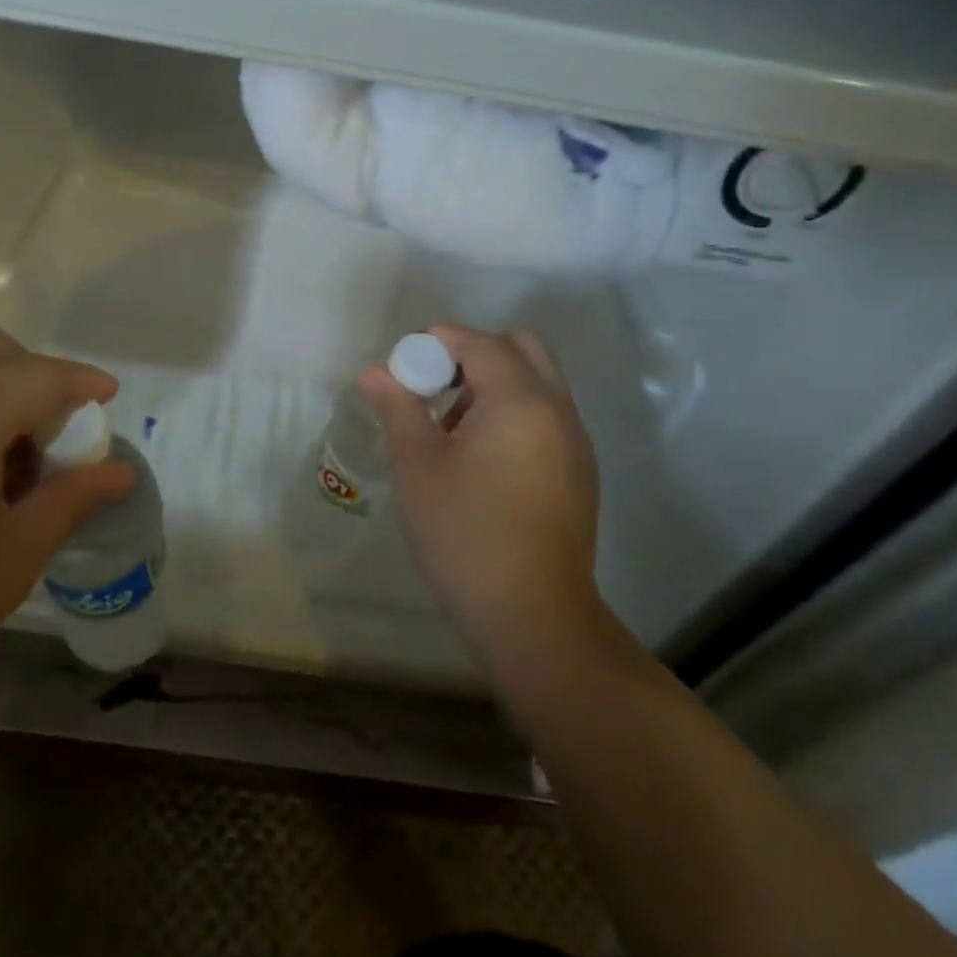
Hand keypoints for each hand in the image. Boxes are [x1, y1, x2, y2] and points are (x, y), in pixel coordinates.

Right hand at [361, 326, 603, 671]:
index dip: (438, 340)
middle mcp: (557, 409)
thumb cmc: (464, 533)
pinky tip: (483, 457)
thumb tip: (376, 373)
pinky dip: (515, 410)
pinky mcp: (580, 470)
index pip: (479, 342)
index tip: (405, 362)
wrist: (533, 616)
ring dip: (495, 381)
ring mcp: (575, 440)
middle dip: (474, 351)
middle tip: (435, 385)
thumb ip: (398, 408)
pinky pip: (547, 413)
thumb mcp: (417, 466)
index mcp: (519, 400)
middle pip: (520, 347)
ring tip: (453, 426)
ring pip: (537, 381)